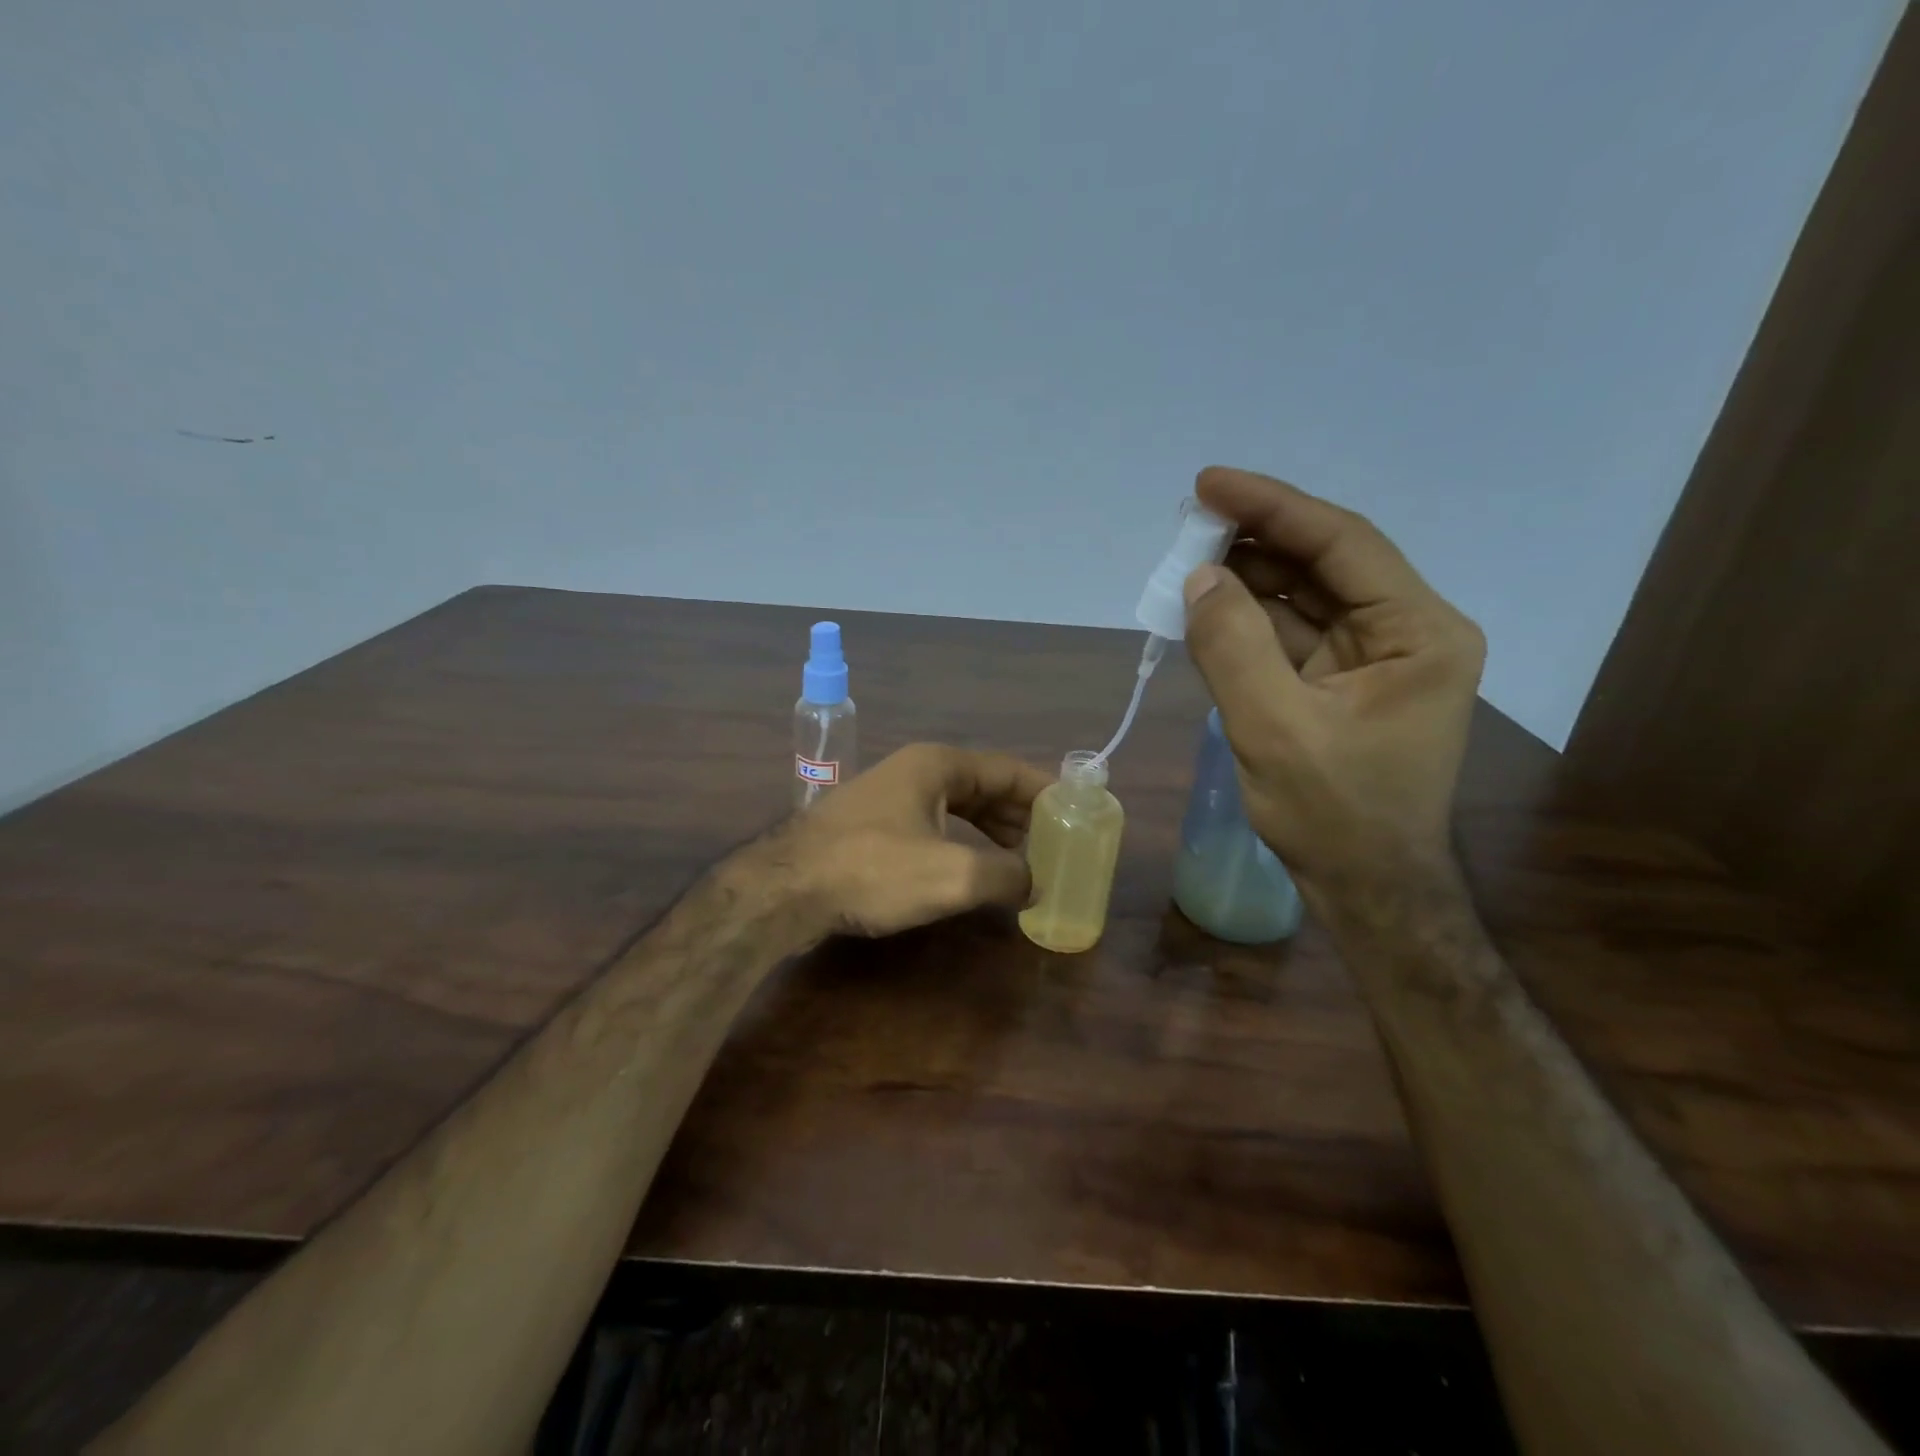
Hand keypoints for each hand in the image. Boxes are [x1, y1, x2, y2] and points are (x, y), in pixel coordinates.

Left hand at [777, 743, 1052, 938]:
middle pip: (983, 786)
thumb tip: (1036, 883)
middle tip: (1053, 843)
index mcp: (938, 765)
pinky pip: (933, 825)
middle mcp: (916, 770)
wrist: (785, 889)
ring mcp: (891, 796)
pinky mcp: (874, 825)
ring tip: (1022, 859)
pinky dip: (961, 842)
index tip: (1074, 815)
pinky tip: (971, 868)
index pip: (1008, 770)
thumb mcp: (952, 875)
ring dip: (992, 830)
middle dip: (1020, 815)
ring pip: (957, 807)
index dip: (1045, 793)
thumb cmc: (873, 870)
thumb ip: (1006, 875)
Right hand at [1181, 466, 1485, 895]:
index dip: (1272, 507)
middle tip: (1187, 526)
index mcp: (1418, 632)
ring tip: (1187, 563)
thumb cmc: (1335, 815)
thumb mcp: (1274, 729)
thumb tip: (1200, 578)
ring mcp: (1373, 660)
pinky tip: (1207, 611)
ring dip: (1246, 581)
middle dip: (1254, 543)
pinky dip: (1246, 623)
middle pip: (1323, 564)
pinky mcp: (1341, 685)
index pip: (1341, 544)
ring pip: (1303, 599)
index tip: (1209, 484)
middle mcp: (1405, 632)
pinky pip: (1290, 637)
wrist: (1368, 891)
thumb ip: (1232, 646)